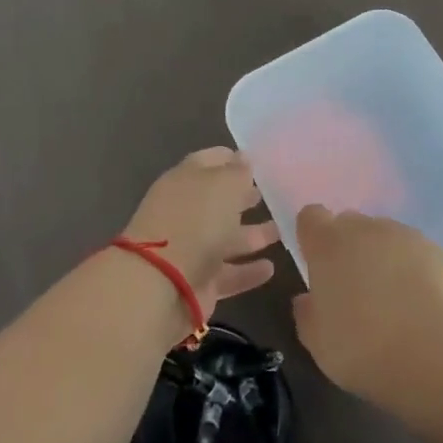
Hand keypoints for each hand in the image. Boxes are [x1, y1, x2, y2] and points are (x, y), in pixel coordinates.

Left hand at [121, 149, 279, 326]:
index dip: (230, 159)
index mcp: (185, 181)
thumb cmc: (195, 221)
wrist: (162, 284)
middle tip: (270, 195)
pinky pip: (229, 273)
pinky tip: (271, 268)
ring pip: (226, 238)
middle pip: (218, 201)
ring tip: (280, 231)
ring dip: (252, 235)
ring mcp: (192, 248)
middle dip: (242, 197)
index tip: (255, 161)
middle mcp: (186, 212)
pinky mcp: (200, 282)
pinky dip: (248, 271)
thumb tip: (244, 158)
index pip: (208, 161)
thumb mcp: (223, 186)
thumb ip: (238, 172)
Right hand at [291, 206, 442, 397]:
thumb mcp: (318, 342)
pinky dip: (412, 269)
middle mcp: (364, 228)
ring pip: (383, 237)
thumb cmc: (362, 348)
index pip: (311, 217)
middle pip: (348, 224)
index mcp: (328, 243)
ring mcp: (403, 235)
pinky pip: (414, 252)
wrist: (433, 355)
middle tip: (353, 289)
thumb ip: (307, 313)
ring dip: (381, 257)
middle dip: (347, 248)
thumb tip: (308, 300)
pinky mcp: (435, 250)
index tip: (317, 265)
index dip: (312, 237)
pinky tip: (418, 304)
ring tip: (391, 300)